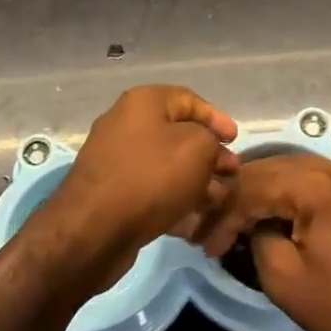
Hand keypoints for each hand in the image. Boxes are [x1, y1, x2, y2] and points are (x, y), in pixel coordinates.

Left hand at [33, 85, 238, 289]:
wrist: (94, 229)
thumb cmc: (151, 177)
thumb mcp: (198, 148)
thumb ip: (211, 140)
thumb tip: (208, 150)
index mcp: (144, 102)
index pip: (190, 100)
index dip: (217, 119)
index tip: (236, 141)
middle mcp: (126, 123)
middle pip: (178, 134)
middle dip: (210, 154)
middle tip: (230, 174)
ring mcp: (116, 158)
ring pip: (167, 164)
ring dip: (196, 180)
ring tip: (217, 200)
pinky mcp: (112, 191)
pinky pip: (151, 187)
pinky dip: (174, 198)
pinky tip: (193, 219)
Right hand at [220, 155, 330, 330]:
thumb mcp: (286, 280)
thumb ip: (258, 240)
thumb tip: (253, 226)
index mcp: (315, 183)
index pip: (252, 185)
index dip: (223, 214)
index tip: (204, 243)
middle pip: (271, 168)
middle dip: (239, 197)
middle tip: (214, 226)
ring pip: (291, 171)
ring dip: (263, 193)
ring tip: (238, 220)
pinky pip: (314, 181)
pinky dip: (288, 195)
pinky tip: (274, 214)